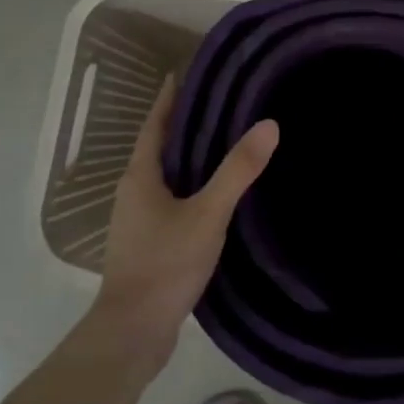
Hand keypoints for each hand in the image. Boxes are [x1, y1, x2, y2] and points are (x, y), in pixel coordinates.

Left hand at [95, 76, 278, 358]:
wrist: (134, 331)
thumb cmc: (165, 264)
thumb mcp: (208, 214)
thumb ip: (238, 171)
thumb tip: (269, 124)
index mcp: (140, 176)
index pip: (155, 124)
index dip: (170, 98)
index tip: (187, 73)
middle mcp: (133, 192)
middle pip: (159, 148)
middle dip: (185, 125)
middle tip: (222, 104)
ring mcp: (138, 220)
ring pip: (166, 177)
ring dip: (189, 158)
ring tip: (226, 144)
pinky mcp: (148, 243)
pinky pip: (172, 201)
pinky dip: (192, 188)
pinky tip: (218, 196)